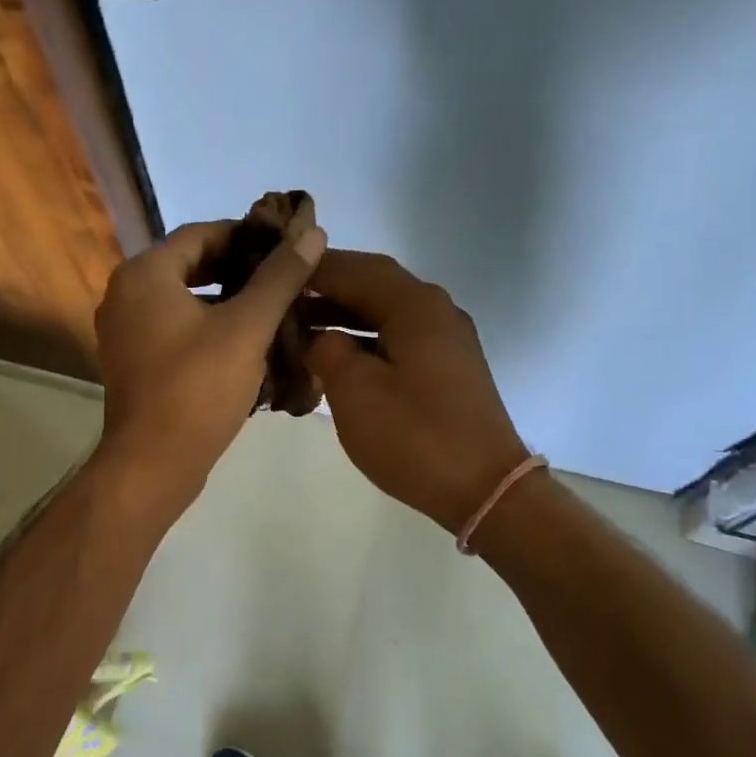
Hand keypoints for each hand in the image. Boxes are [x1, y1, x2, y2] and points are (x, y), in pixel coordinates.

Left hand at [94, 216, 327, 508]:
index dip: (246, 234)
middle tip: (285, 278)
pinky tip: (247, 344)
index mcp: (144, 274)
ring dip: (226, 301)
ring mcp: (125, 331)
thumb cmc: (198, 388)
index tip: (286, 246)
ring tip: (274, 309)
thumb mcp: (247, 328)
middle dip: (239, 270)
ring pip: (184, 301)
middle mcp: (125, 294)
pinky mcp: (133, 362)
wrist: (153, 464)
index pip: (201, 233)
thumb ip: (279, 277)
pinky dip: (208, 328)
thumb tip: (312, 233)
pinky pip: (175, 329)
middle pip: (191, 266)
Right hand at [304, 251, 528, 532]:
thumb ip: (327, 350)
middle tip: (282, 297)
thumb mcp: (355, 390)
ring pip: (385, 310)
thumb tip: (319, 337)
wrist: (484, 488)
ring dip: (343, 313)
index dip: (311, 269)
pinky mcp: (446, 365)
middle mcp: (435, 309)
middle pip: (372, 283)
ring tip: (299, 325)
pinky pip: (397, 335)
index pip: (353, 268)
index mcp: (414, 305)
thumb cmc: (414, 436)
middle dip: (326, 287)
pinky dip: (364, 337)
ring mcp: (445, 338)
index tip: (272, 272)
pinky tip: (336, 355)